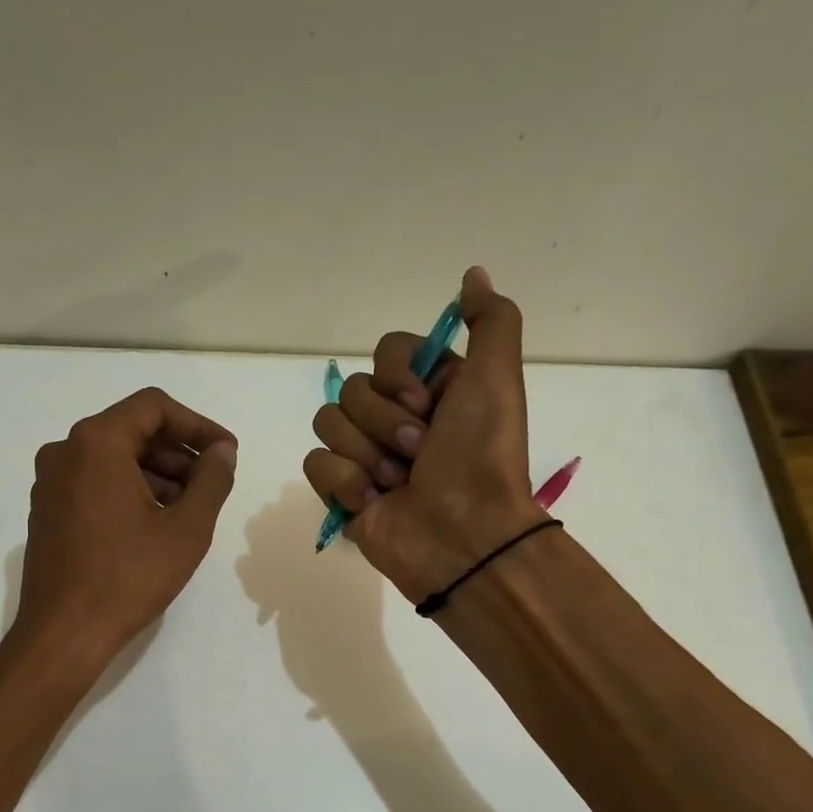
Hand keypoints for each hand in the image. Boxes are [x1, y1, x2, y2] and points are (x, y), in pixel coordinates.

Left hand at [14, 387, 237, 668]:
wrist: (63, 634)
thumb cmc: (128, 578)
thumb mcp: (186, 529)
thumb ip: (212, 480)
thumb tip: (222, 452)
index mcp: (96, 442)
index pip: (154, 407)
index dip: (198, 425)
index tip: (226, 454)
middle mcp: (65, 451)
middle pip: (133, 431)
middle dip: (179, 453)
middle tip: (213, 485)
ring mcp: (51, 482)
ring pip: (114, 459)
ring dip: (157, 475)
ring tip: (190, 510)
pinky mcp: (47, 510)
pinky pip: (95, 483)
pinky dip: (130, 491)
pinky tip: (156, 525)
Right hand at [303, 266, 544, 602]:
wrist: (462, 536)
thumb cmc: (480, 456)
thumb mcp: (497, 379)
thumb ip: (490, 321)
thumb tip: (472, 274)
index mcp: (429, 390)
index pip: (385, 352)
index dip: (399, 376)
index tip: (428, 405)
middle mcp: (395, 418)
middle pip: (353, 389)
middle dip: (386, 423)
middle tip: (419, 453)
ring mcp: (365, 456)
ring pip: (329, 423)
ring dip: (367, 454)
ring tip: (399, 483)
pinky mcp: (341, 491)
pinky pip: (316, 463)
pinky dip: (345, 483)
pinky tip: (374, 503)